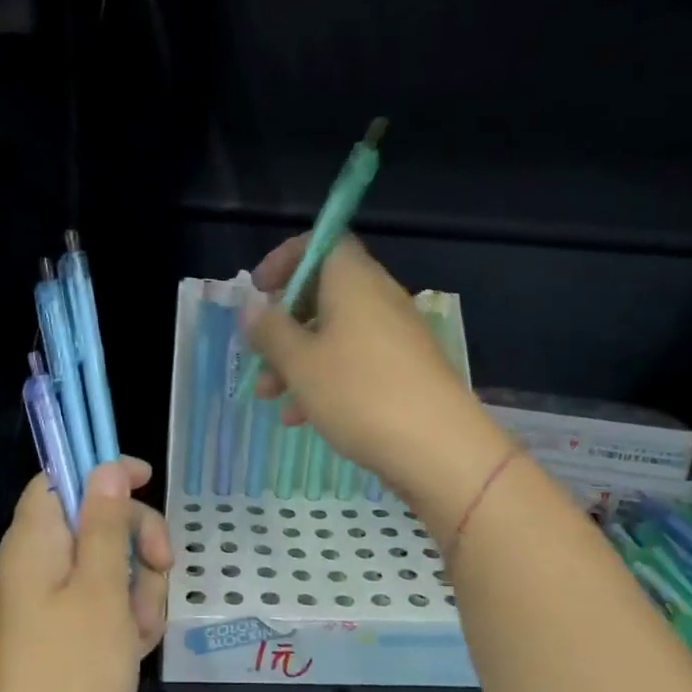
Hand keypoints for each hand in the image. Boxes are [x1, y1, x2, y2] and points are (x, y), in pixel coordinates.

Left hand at [0, 458, 171, 691]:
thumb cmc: (77, 669)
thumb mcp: (103, 586)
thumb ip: (107, 522)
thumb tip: (105, 468)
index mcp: (32, 545)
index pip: (59, 481)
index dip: (101, 473)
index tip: (147, 479)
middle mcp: (35, 568)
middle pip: (94, 522)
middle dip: (137, 540)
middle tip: (162, 565)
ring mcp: (51, 605)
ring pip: (111, 566)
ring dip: (139, 588)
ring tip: (139, 629)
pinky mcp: (67, 637)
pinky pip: (107, 605)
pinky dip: (128, 618)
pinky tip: (136, 648)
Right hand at [241, 235, 509, 526]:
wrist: (439, 449)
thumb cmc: (360, 394)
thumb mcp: (300, 363)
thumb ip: (270, 331)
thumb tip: (252, 307)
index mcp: (354, 281)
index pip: (322, 242)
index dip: (285, 259)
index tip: (259, 290)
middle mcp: (378, 299)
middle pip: (323, 294)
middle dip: (283, 324)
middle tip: (257, 352)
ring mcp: (395, 337)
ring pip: (334, 334)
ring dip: (297, 359)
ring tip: (269, 396)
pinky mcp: (405, 371)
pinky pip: (355, 362)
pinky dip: (325, 379)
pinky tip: (301, 418)